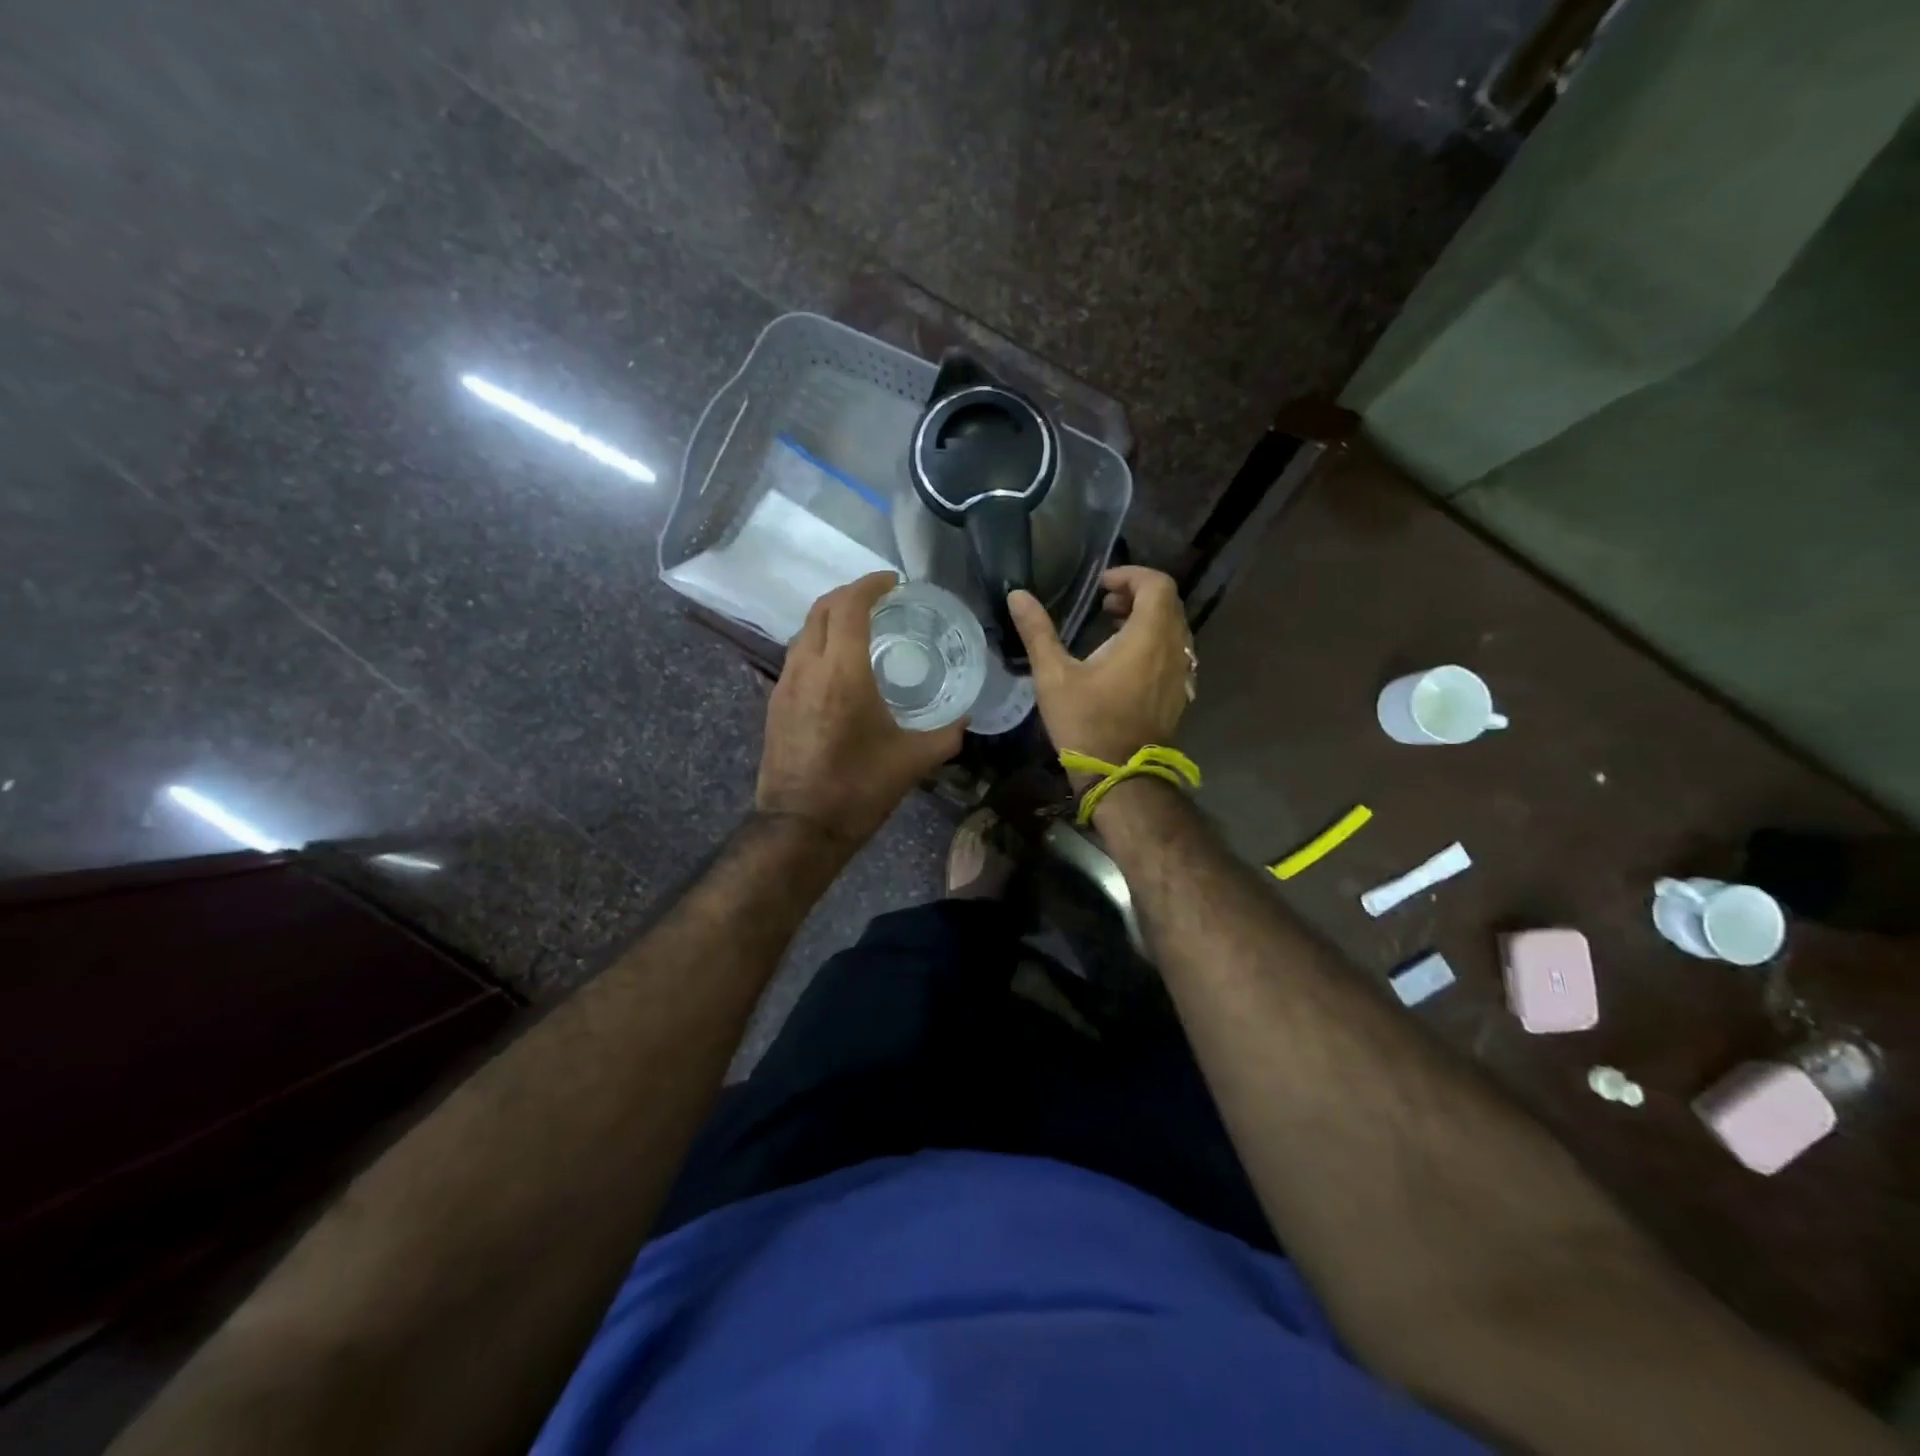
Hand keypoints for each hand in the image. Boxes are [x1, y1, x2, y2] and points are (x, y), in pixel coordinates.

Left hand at [756, 572, 964, 846]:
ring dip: (831, 617)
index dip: (871, 584)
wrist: (800, 825)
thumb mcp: (915, 760)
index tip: (893, 582)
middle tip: (880, 599)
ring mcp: (786, 683)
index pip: (851, 605)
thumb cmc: (860, 788)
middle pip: (823, 608)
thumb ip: (946, 732)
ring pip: (805, 630)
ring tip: (861, 627)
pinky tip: (838, 665)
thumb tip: (964, 717)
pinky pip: (797, 655)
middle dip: (850, 594)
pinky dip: (819, 642)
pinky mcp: (775, 702)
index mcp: (843, 671)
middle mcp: (808, 666)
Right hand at [1007, 566, 1193, 784]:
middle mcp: (1175, 649)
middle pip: (1168, 603)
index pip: (1157, 584)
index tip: (1101, 586)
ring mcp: (1182, 673)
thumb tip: (1017, 595)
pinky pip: (1175, 653)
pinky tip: (1126, 661)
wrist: (1120, 775)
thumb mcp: (1053, 675)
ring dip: (1147, 619)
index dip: (1130, 576)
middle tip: (1104, 604)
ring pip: (1174, 629)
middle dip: (1137, 595)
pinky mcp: (1179, 694)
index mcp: (1148, 636)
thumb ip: (1037, 631)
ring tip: (1112, 628)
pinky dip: (1155, 643)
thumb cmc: (1086, 722)